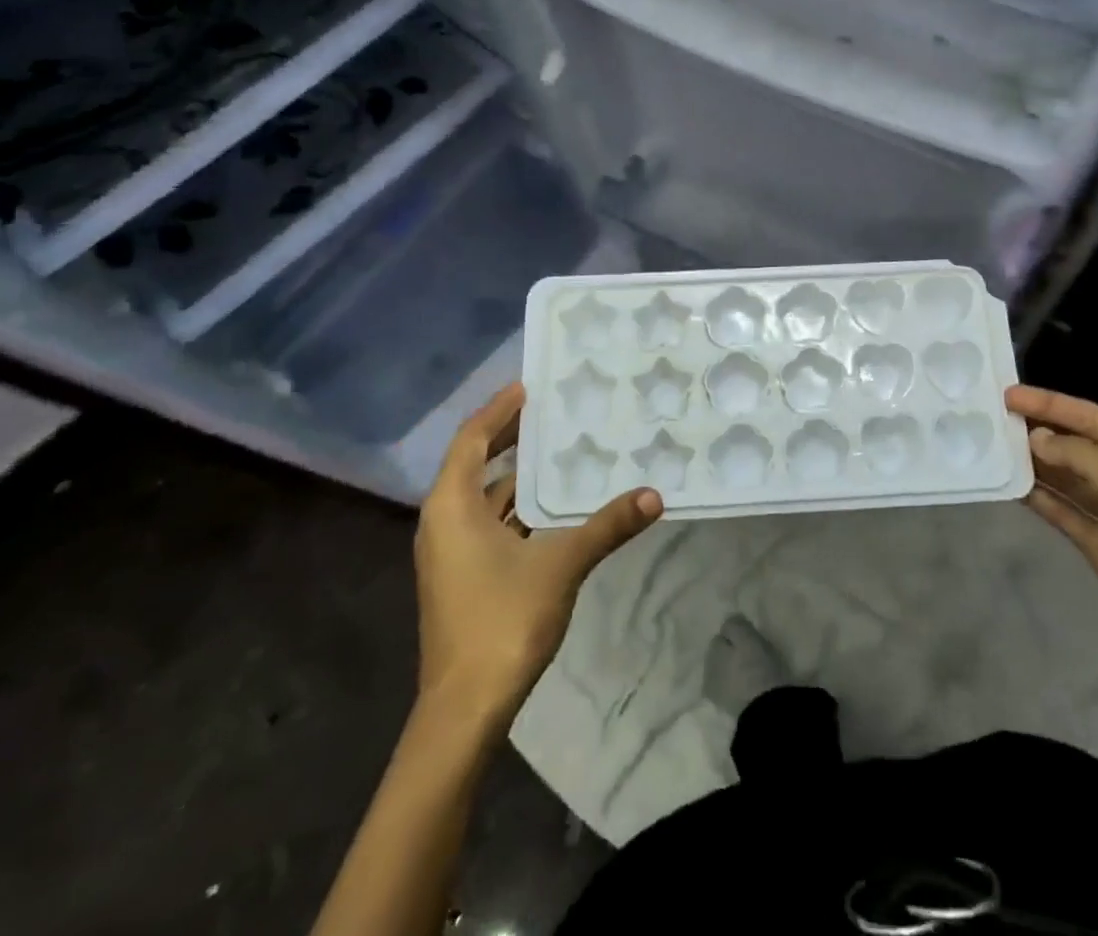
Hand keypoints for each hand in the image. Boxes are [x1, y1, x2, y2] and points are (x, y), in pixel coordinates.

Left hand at [414, 382, 660, 719]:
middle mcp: (442, 521)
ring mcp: (450, 552)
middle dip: (510, 436)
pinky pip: (489, 522)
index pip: (472, 439)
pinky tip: (554, 506)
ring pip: (484, 496)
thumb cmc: (502, 621)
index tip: (530, 386)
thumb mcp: (561, 564)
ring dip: (518, 475)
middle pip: (475, 462)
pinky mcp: (462, 576)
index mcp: (451, 506)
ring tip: (561, 450)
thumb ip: (606, 526)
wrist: (464, 710)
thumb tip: (655, 495)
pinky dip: (518, 506)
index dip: (499, 410)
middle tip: (551, 411)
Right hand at [1009, 384, 1097, 698]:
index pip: (1092, 418)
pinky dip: (1039, 498)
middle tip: (990, 419)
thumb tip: (1035, 438)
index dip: (1050, 404)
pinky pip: (1065, 512)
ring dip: (1034, 464)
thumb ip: (1078, 456)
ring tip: (990, 447)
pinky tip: (1009, 485)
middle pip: (1078, 446)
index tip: (1007, 395)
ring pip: (1067, 479)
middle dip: (1039, 432)